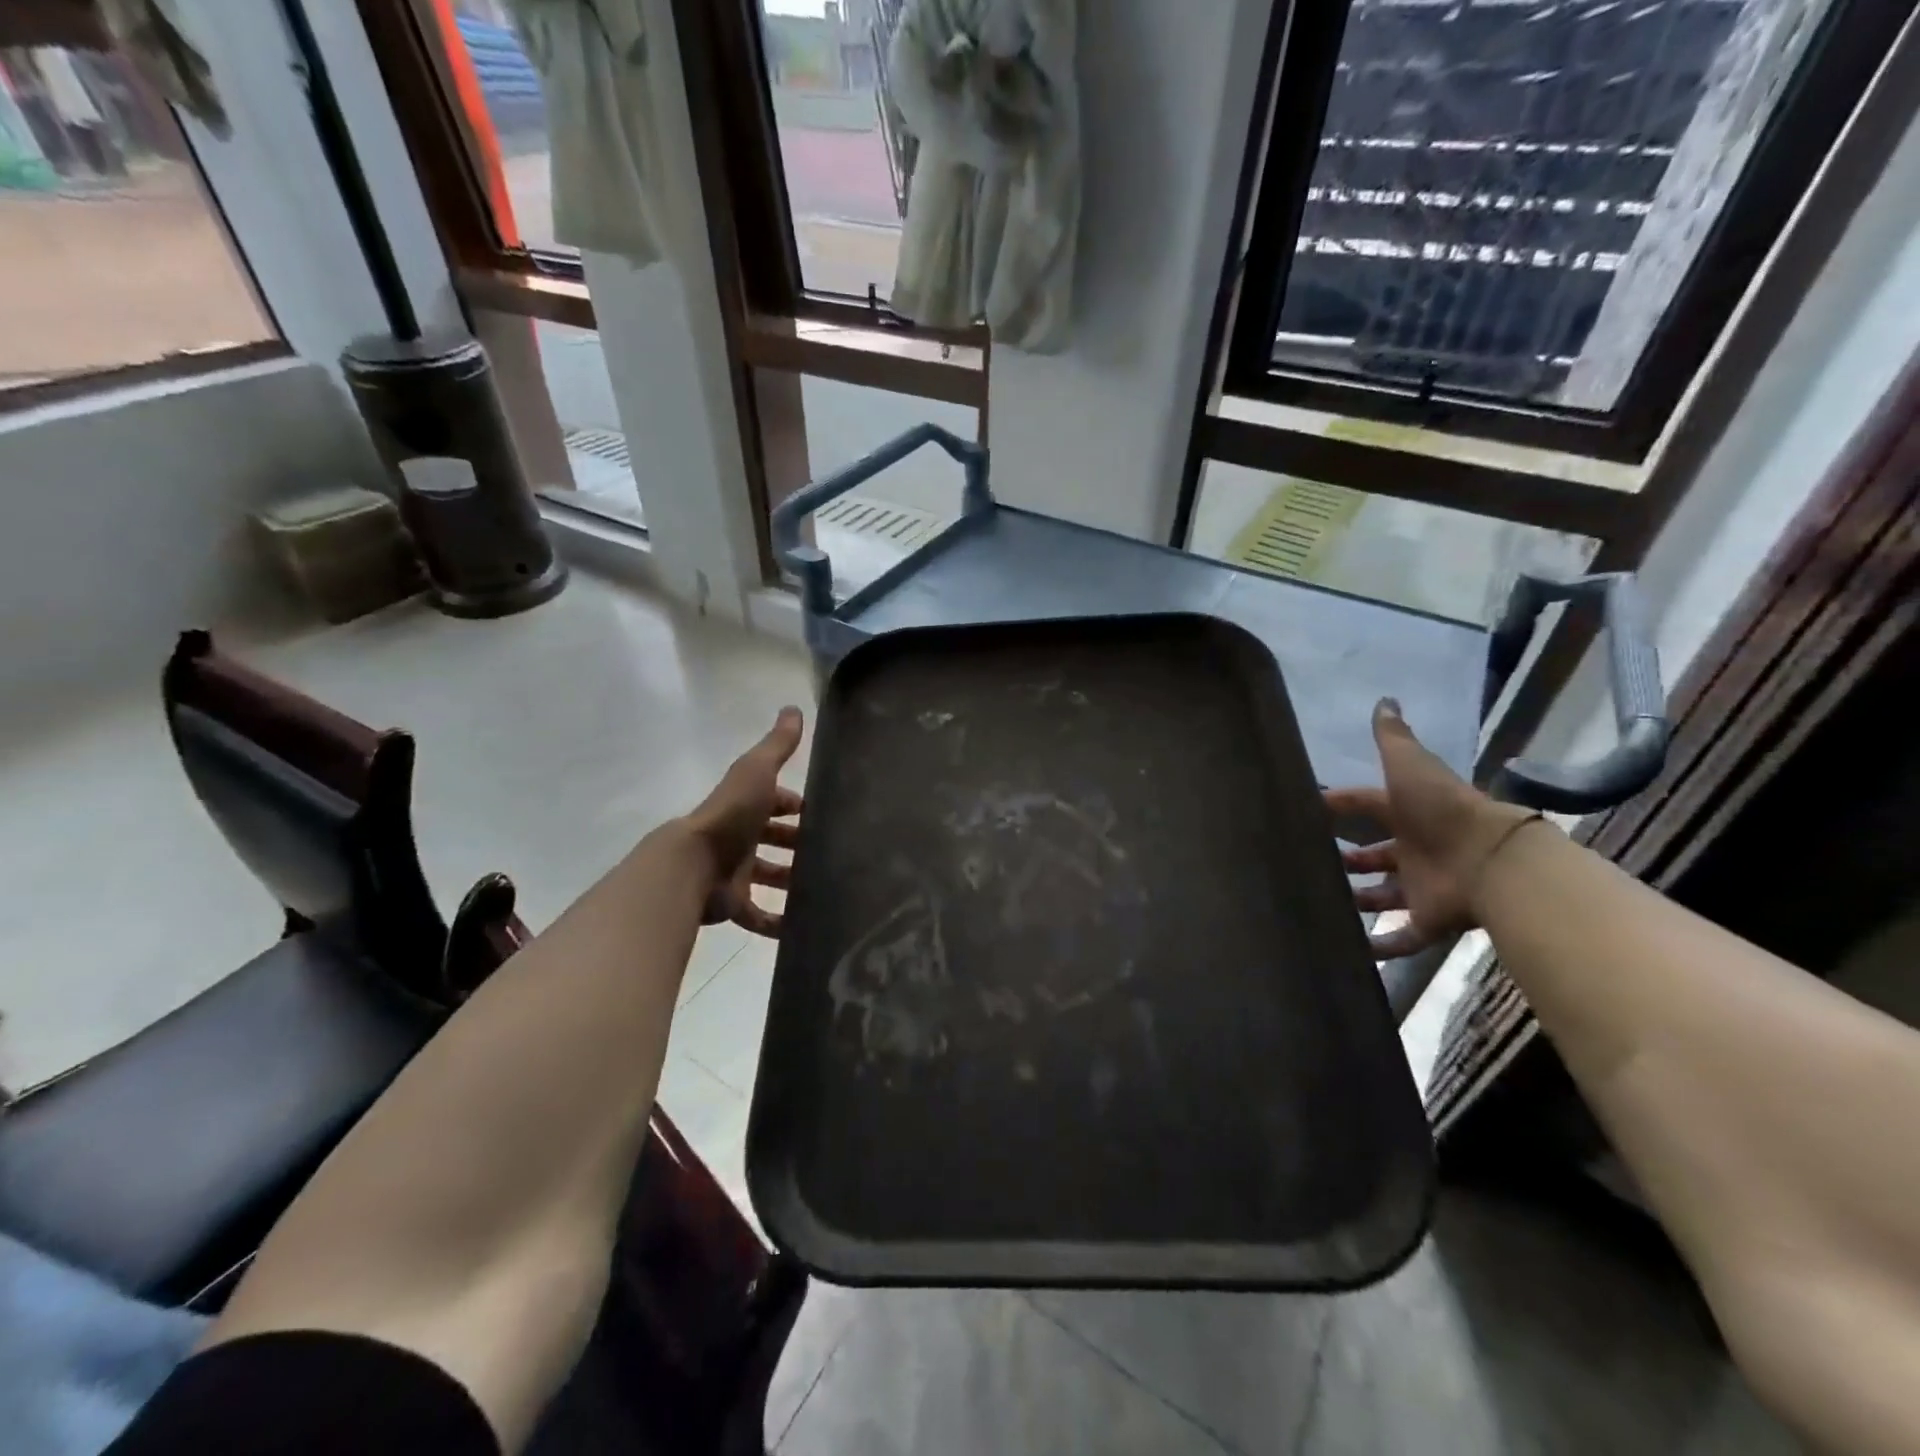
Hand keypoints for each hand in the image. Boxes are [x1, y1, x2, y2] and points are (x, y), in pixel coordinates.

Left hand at [684, 707, 804, 937]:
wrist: (692, 865)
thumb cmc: (730, 816)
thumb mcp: (756, 772)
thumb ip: (777, 745)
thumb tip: (794, 709)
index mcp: (746, 806)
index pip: (776, 801)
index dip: (796, 804)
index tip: (826, 813)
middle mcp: (740, 837)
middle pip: (773, 838)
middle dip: (798, 843)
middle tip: (832, 852)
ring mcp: (735, 872)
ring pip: (768, 876)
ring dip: (792, 881)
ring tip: (825, 888)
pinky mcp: (733, 904)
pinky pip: (757, 916)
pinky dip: (777, 922)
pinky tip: (801, 927)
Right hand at [1324, 699, 1541, 959]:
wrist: (1490, 860)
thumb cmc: (1441, 809)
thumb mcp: (1410, 765)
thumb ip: (1393, 737)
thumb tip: (1384, 700)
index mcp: (1407, 812)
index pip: (1364, 805)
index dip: (1337, 805)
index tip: (1304, 810)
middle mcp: (1414, 849)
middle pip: (1375, 855)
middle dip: (1348, 858)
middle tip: (1312, 863)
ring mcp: (1421, 886)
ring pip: (1384, 895)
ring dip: (1359, 900)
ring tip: (1323, 902)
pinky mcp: (1429, 921)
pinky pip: (1402, 938)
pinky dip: (1381, 946)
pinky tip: (1352, 949)